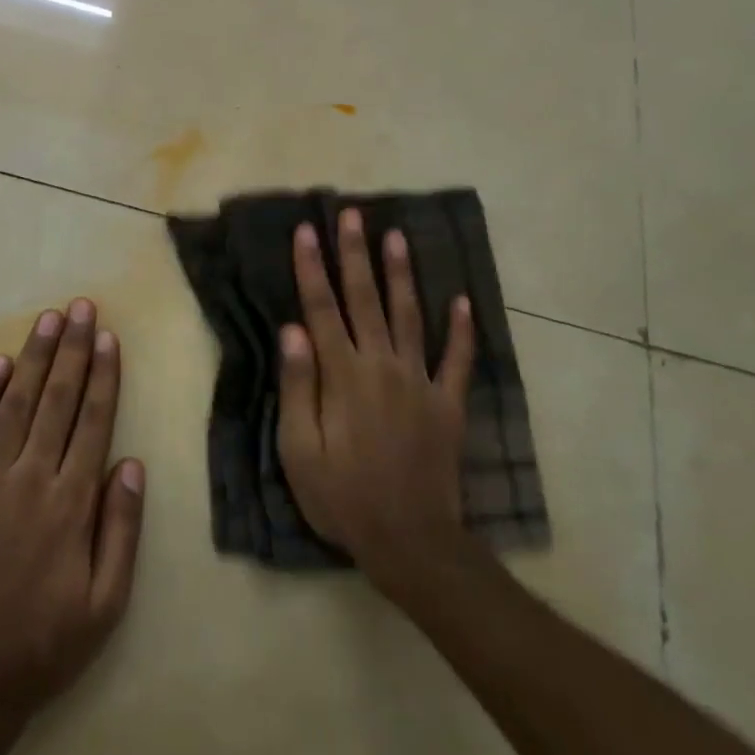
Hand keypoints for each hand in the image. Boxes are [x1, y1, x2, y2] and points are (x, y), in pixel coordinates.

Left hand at [0, 299, 144, 719]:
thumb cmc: (42, 645)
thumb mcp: (106, 604)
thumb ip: (121, 529)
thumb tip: (131, 464)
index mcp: (70, 504)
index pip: (92, 422)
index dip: (102, 376)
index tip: (108, 337)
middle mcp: (28, 479)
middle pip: (56, 400)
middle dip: (72, 350)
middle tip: (81, 308)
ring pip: (14, 405)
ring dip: (33, 358)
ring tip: (48, 320)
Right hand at [277, 210, 477, 592]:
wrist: (410, 540)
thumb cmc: (342, 497)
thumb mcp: (300, 450)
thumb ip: (299, 387)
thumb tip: (293, 330)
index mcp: (343, 376)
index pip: (322, 309)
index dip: (312, 268)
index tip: (306, 231)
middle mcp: (382, 366)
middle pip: (366, 300)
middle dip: (356, 255)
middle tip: (352, 215)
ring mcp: (420, 382)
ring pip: (409, 316)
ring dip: (401, 275)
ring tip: (398, 237)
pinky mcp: (447, 404)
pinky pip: (456, 360)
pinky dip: (460, 329)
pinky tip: (462, 301)